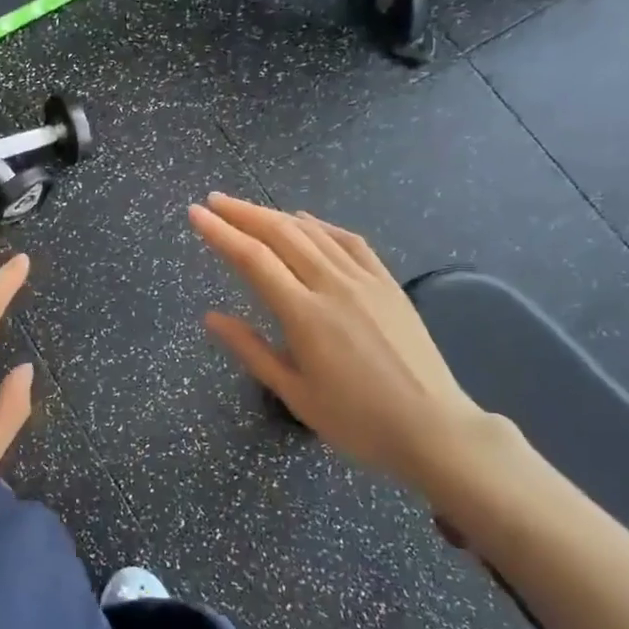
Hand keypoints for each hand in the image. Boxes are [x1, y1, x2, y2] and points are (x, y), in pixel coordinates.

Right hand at [189, 194, 491, 491]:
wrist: (433, 428)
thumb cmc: (357, 420)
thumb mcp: (295, 393)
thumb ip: (251, 350)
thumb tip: (211, 317)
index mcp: (304, 314)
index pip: (253, 259)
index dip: (221, 233)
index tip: (195, 214)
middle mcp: (333, 286)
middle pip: (281, 234)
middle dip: (242, 213)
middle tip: (213, 200)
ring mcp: (365, 280)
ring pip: (313, 232)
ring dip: (276, 215)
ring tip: (248, 209)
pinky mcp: (388, 284)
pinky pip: (350, 241)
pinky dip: (322, 225)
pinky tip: (307, 221)